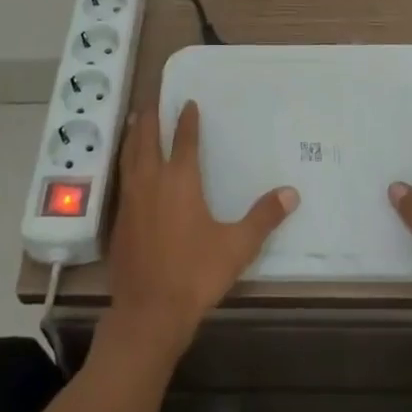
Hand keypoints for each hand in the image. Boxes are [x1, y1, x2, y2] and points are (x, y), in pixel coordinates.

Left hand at [105, 100, 298, 362]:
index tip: (188, 103)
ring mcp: (132, 199)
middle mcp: (152, 180)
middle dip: (150, 118)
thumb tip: (292, 192)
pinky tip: (127, 167)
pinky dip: (124, 161)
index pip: (184, 139)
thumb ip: (263, 217)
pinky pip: (122, 177)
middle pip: (148, 139)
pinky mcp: (119, 219)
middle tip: (152, 100)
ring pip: (130, 155)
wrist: (149, 312)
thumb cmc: (195, 273)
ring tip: (133, 120)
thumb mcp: (237, 246)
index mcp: (181, 180)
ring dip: (132, 135)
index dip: (187, 120)